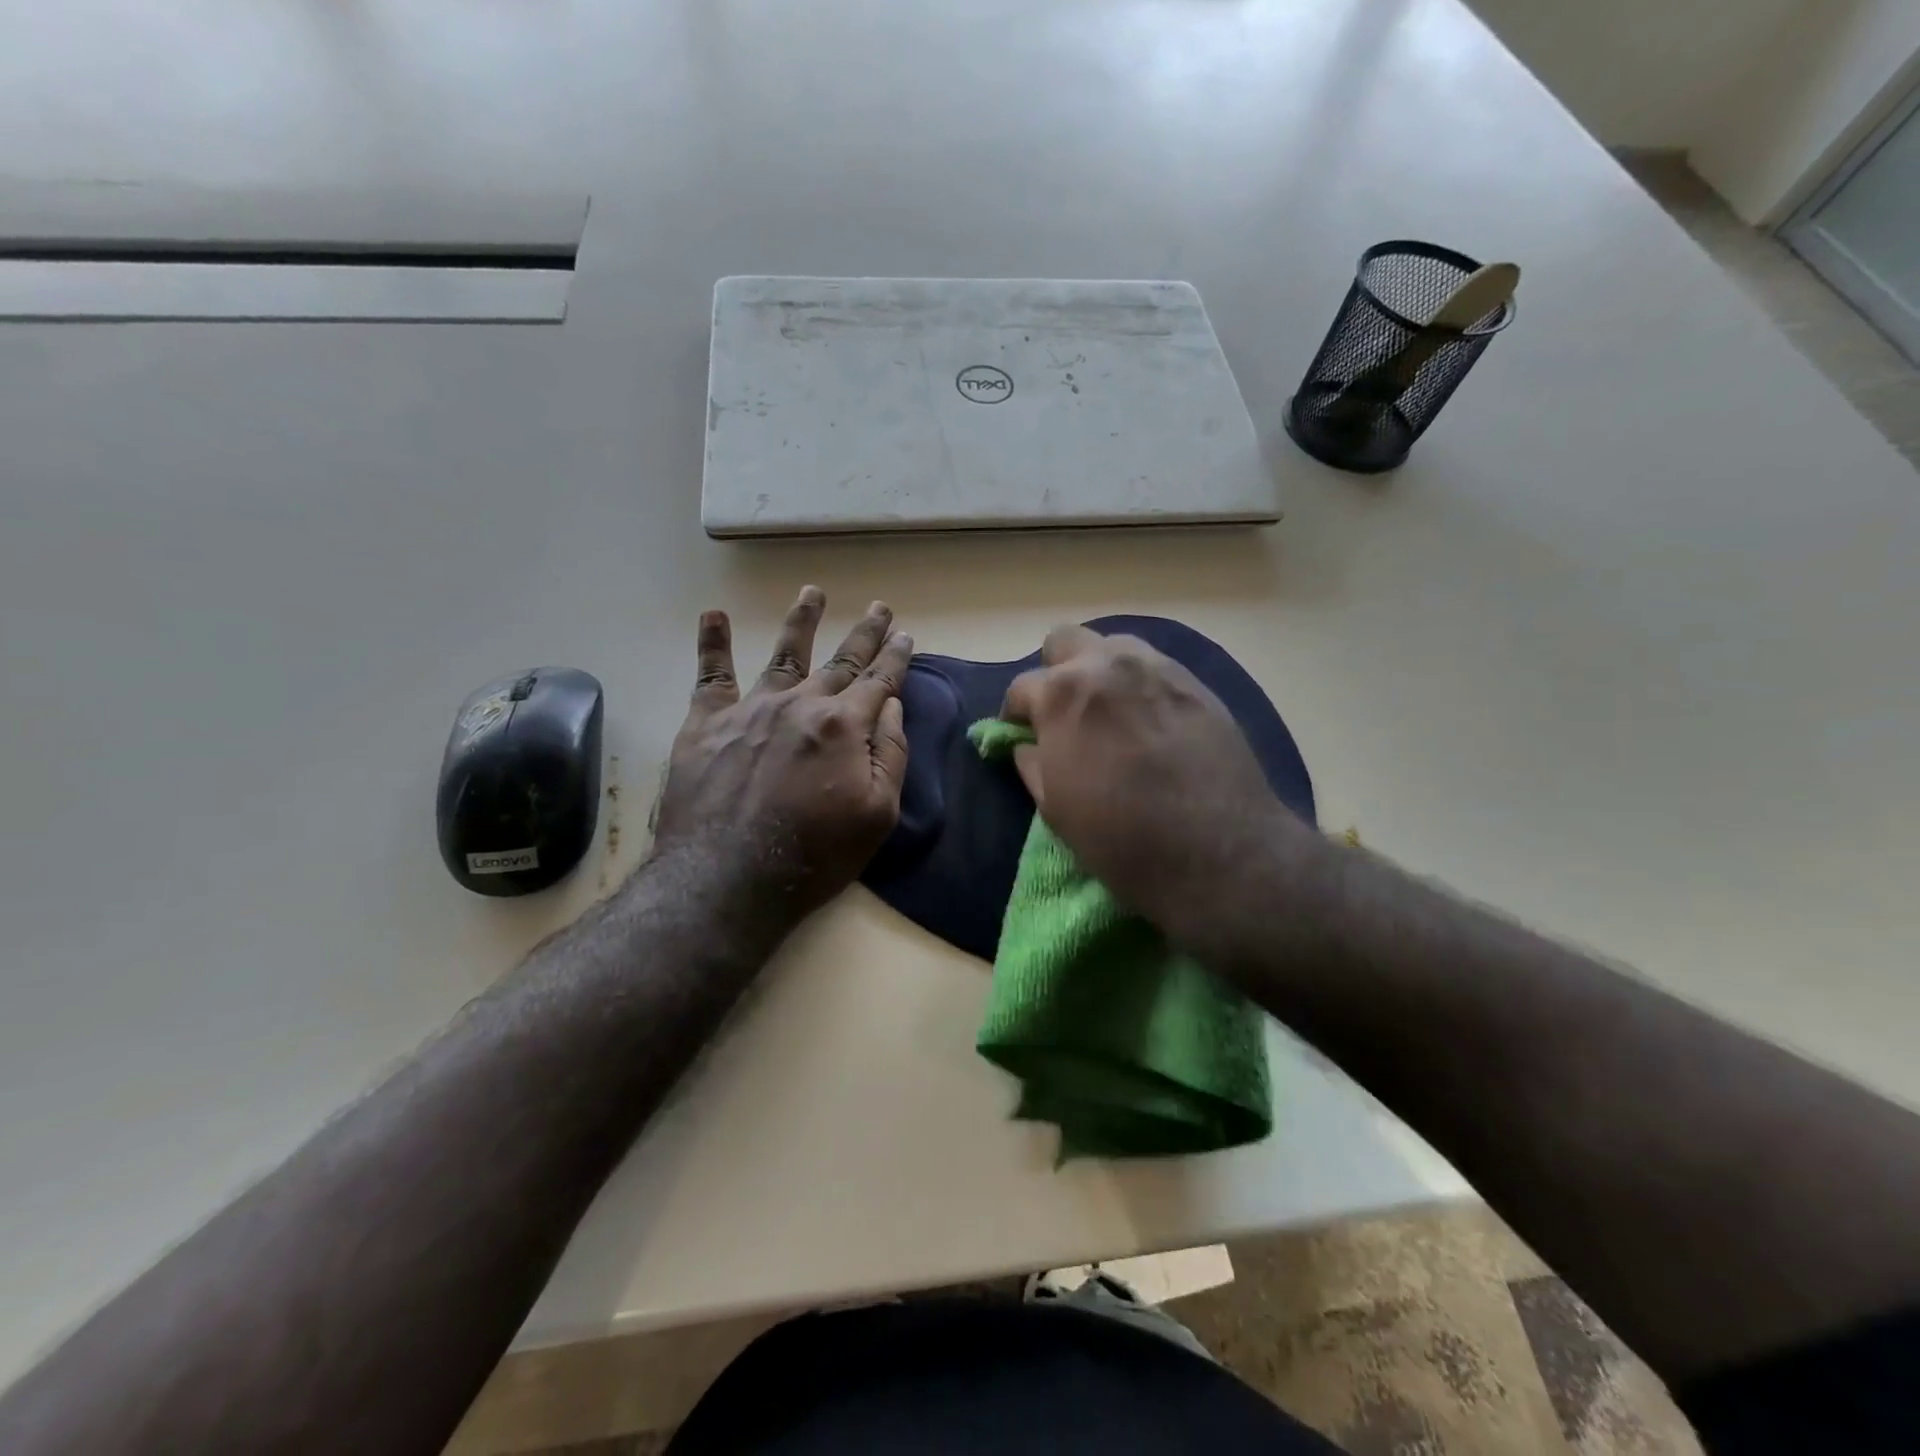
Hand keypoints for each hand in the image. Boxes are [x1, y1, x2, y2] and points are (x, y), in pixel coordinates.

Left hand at [652, 586, 911, 930]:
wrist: (727, 879)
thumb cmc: (814, 855)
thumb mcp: (878, 814)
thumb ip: (890, 755)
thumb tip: (892, 708)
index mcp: (844, 726)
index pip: (880, 682)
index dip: (896, 658)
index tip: (905, 635)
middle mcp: (800, 704)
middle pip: (841, 661)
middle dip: (864, 634)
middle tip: (879, 608)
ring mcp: (751, 710)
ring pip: (783, 654)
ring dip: (802, 621)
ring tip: (813, 592)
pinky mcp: (706, 724)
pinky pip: (711, 675)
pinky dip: (712, 643)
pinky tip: (713, 614)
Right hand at [1002, 625, 1305, 940]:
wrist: (1217, 853)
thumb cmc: (1121, 838)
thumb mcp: (1055, 809)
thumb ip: (1032, 764)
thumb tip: (1026, 745)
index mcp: (1062, 694)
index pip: (1022, 687)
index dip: (1016, 714)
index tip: (1022, 734)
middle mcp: (1107, 665)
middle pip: (1065, 642)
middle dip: (1056, 672)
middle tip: (1064, 713)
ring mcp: (1157, 668)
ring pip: (1114, 646)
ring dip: (1100, 671)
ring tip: (1110, 713)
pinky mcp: (1197, 683)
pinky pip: (1155, 668)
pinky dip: (1140, 685)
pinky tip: (1149, 722)